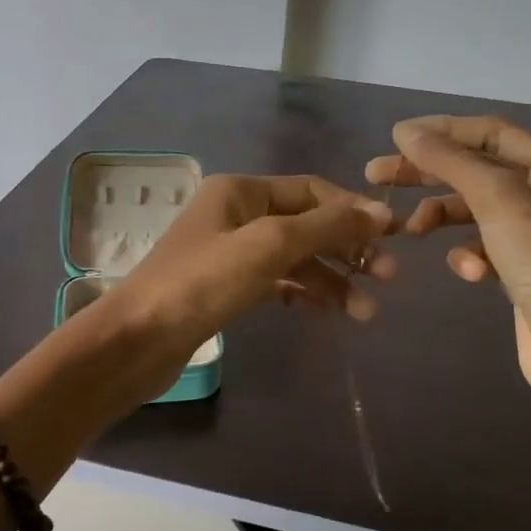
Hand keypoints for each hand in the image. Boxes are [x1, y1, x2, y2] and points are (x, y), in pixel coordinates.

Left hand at [112, 174, 396, 384]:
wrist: (137, 340)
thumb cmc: (202, 282)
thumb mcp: (269, 245)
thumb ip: (326, 227)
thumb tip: (381, 213)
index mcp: (241, 191)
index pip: (311, 190)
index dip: (352, 211)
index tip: (393, 237)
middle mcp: (236, 214)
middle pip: (306, 224)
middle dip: (347, 249)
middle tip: (389, 278)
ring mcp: (230, 252)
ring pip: (294, 258)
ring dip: (331, 280)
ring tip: (366, 313)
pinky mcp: (226, 288)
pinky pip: (277, 282)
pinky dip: (304, 293)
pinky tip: (328, 312)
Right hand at [365, 116, 530, 394]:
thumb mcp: (498, 199)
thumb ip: (450, 161)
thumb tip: (405, 132)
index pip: (490, 132)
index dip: (441, 130)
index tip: (393, 138)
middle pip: (476, 168)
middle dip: (428, 173)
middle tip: (376, 175)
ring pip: (475, 209)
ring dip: (441, 215)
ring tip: (411, 230)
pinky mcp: (526, 268)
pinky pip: (485, 246)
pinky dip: (469, 254)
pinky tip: (470, 272)